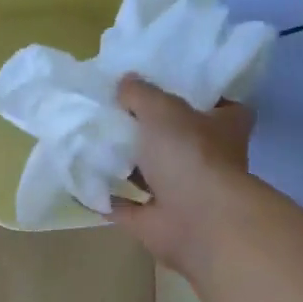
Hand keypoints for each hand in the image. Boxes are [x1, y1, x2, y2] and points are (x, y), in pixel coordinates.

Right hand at [109, 76, 256, 275]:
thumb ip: (141, 94)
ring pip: (149, 173)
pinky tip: (79, 180)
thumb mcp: (163, 110)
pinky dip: (104, 197)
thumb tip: (125, 80)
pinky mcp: (154, 220)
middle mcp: (206, 160)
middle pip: (177, 139)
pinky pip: (123, 205)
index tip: (164, 85)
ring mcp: (180, 192)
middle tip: (114, 109)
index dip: (194, 95)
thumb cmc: (190, 155)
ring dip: (125, 163)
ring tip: (89, 141)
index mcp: (224, 128)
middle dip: (150, 129)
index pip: (217, 105)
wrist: (196, 221)